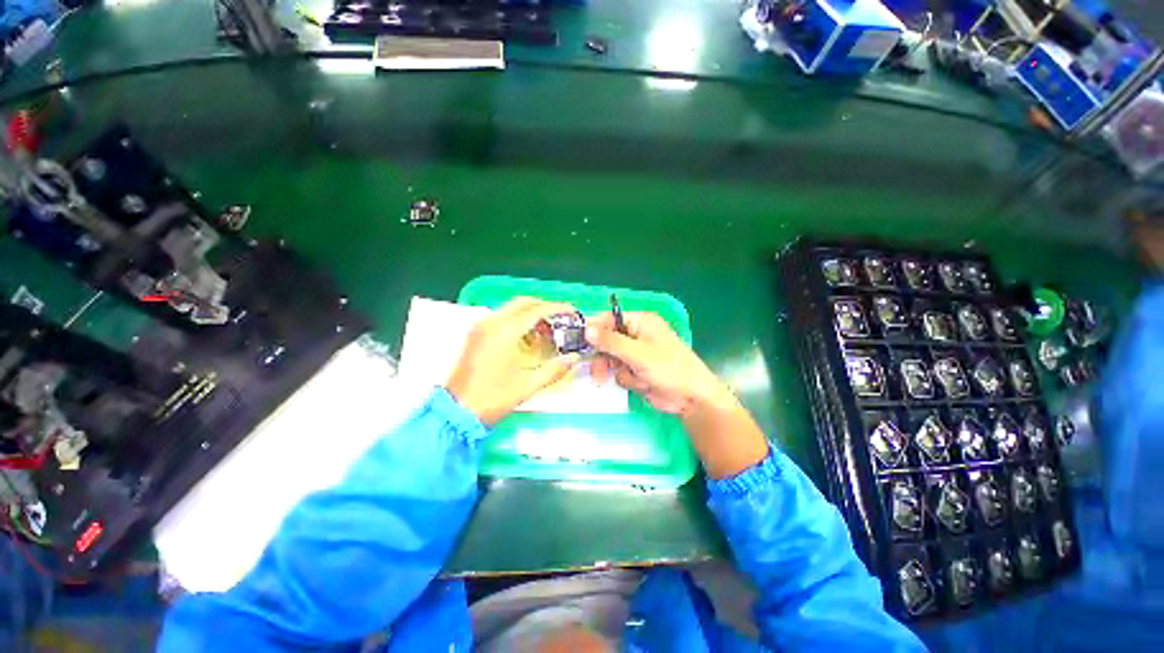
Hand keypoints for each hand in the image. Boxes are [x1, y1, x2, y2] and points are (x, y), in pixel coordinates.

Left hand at [446, 297, 579, 425]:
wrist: (456, 412)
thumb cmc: (493, 398)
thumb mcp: (528, 385)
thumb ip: (554, 369)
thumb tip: (573, 359)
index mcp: (505, 331)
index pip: (536, 310)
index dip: (558, 309)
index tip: (573, 312)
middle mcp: (491, 323)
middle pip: (523, 302)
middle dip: (544, 307)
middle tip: (561, 318)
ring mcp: (480, 327)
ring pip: (510, 308)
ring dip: (530, 313)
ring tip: (546, 329)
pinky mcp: (475, 335)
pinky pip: (501, 317)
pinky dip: (517, 320)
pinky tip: (526, 337)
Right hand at [585, 312, 768, 478]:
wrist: (691, 398)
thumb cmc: (669, 368)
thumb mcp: (638, 354)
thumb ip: (610, 342)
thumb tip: (586, 329)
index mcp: (640, 322)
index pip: (609, 320)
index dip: (593, 330)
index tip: (577, 342)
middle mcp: (636, 334)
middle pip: (606, 341)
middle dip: (604, 357)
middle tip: (598, 371)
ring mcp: (636, 353)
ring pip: (611, 359)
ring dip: (619, 371)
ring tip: (633, 379)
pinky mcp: (636, 370)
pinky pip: (619, 372)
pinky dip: (627, 380)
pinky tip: (642, 383)